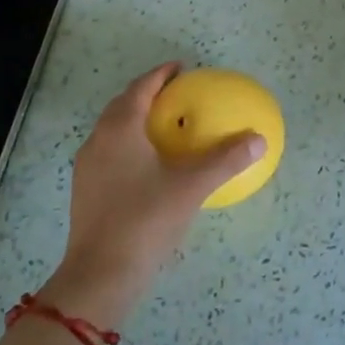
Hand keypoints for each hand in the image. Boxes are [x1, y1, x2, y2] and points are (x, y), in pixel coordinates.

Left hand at [41, 63, 261, 330]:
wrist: (100, 275)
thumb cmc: (145, 220)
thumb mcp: (192, 187)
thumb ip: (226, 160)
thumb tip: (259, 140)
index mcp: (120, 129)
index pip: (141, 88)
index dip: (161, 75)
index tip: (182, 68)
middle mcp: (99, 141)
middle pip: (123, 105)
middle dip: (148, 94)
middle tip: (177, 95)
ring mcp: (88, 167)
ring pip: (113, 130)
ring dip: (137, 120)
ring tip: (166, 126)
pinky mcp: (86, 191)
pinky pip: (110, 153)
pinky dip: (130, 145)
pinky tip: (151, 165)